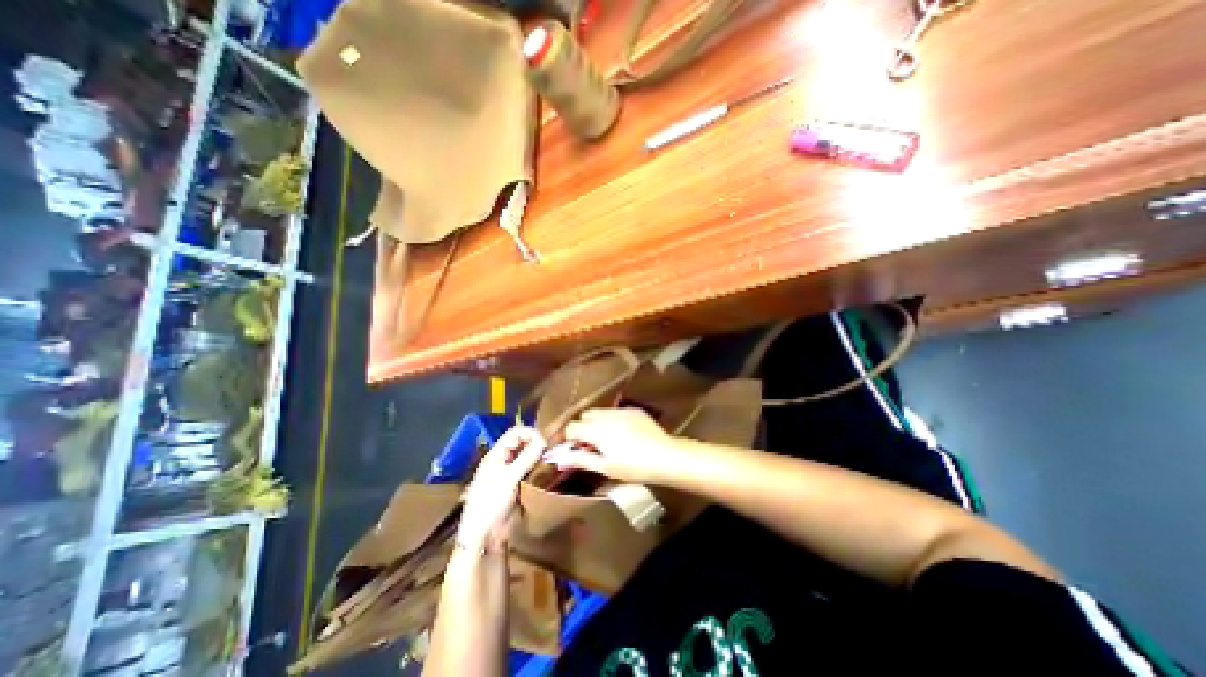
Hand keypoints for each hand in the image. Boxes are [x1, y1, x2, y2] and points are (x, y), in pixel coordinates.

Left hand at [457, 425, 547, 553]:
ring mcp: (510, 472)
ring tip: (551, 460)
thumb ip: (525, 459)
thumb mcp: (508, 480)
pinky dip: (538, 467)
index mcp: (496, 455)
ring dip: (538, 455)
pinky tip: (546, 471)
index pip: (515, 434)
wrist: (483, 538)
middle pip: (522, 443)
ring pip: (527, 455)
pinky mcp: (517, 484)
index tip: (544, 443)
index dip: (530, 434)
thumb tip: (543, 441)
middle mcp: (503, 460)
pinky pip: (530, 469)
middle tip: (550, 452)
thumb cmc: (490, 505)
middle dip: (536, 443)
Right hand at [542, 407, 681, 486]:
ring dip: (596, 422)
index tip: (570, 448)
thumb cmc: (634, 467)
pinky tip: (622, 433)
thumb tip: (561, 459)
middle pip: (585, 415)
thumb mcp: (606, 468)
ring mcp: (622, 410)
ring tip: (605, 439)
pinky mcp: (634, 410)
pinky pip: (616, 411)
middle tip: (588, 445)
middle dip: (582, 427)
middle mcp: (607, 415)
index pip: (572, 427)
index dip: (568, 438)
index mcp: (597, 430)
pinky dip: (612, 420)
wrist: (666, 456)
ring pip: (600, 412)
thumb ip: (582, 460)